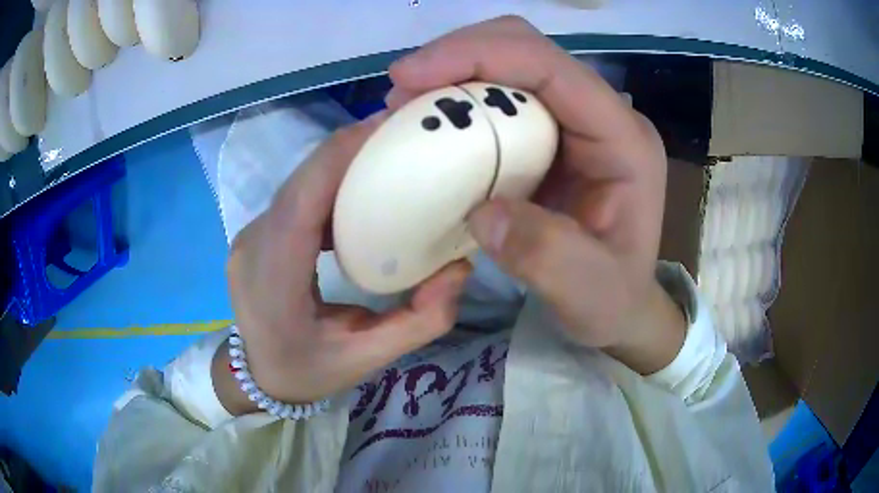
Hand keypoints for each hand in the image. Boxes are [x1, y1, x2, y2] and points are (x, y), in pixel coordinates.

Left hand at [218, 116, 470, 412]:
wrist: (260, 379)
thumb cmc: (310, 371)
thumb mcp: (369, 358)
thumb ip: (421, 320)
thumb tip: (460, 267)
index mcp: (272, 279)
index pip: (301, 200)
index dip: (338, 155)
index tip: (385, 128)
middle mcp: (253, 245)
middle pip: (301, 181)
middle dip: (347, 149)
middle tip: (399, 134)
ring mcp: (249, 236)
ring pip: (297, 184)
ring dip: (339, 164)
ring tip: (386, 156)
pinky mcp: (257, 234)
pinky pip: (295, 198)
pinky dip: (327, 184)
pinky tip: (358, 190)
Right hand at [386, 16, 684, 373]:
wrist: (620, 305)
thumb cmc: (613, 299)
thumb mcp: (589, 293)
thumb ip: (548, 257)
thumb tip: (483, 213)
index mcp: (623, 140)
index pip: (552, 68)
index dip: (479, 56)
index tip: (406, 78)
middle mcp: (602, 115)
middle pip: (526, 48)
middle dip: (458, 55)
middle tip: (401, 92)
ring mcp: (577, 119)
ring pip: (509, 61)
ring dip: (453, 72)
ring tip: (406, 107)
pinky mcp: (552, 131)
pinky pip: (500, 93)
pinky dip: (459, 97)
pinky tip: (432, 123)